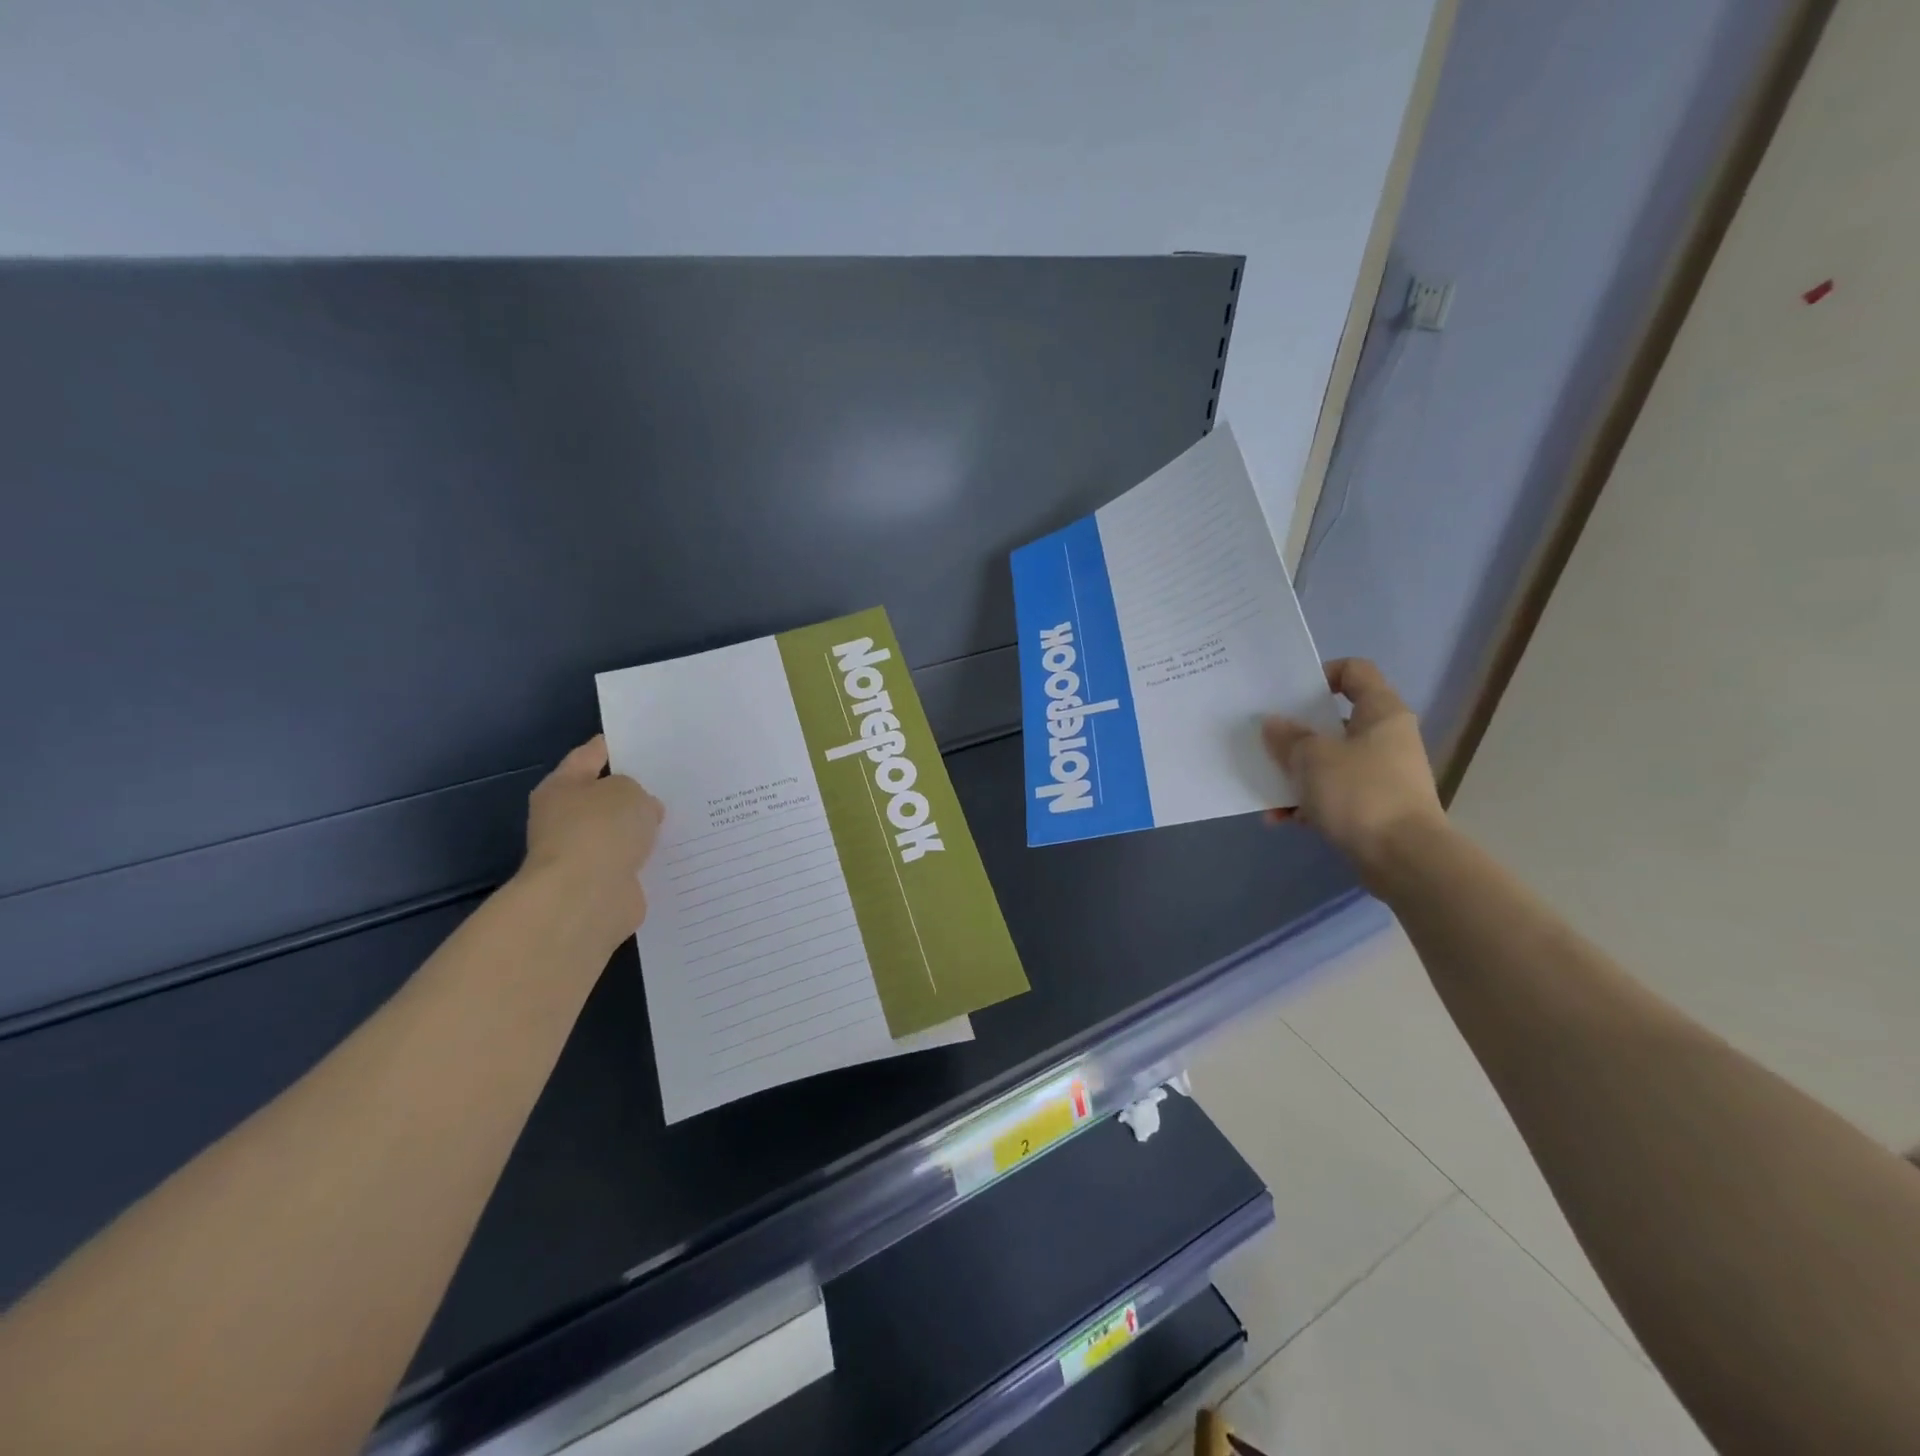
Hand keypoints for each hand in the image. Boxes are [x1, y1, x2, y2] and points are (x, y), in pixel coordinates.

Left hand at [520, 736, 664, 943]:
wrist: (586, 898)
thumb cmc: (600, 830)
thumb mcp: (628, 791)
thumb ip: (637, 791)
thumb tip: (642, 811)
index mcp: (562, 787)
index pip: (590, 756)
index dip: (615, 746)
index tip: (645, 741)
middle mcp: (566, 819)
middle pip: (606, 797)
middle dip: (636, 792)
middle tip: (675, 779)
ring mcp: (585, 853)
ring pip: (622, 832)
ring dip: (644, 828)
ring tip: (684, 814)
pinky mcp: (604, 883)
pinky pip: (634, 862)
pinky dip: (651, 858)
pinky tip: (680, 849)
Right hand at [1261, 658, 1446, 878]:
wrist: (1404, 859)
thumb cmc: (1360, 793)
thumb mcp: (1312, 758)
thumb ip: (1288, 737)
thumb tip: (1273, 724)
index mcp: (1380, 713)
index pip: (1354, 671)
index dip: (1321, 674)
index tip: (1289, 695)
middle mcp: (1385, 738)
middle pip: (1334, 721)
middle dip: (1295, 733)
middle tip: (1265, 740)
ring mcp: (1381, 774)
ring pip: (1328, 762)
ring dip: (1295, 775)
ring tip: (1266, 790)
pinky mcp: (1373, 807)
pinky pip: (1332, 795)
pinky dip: (1307, 804)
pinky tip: (1280, 819)